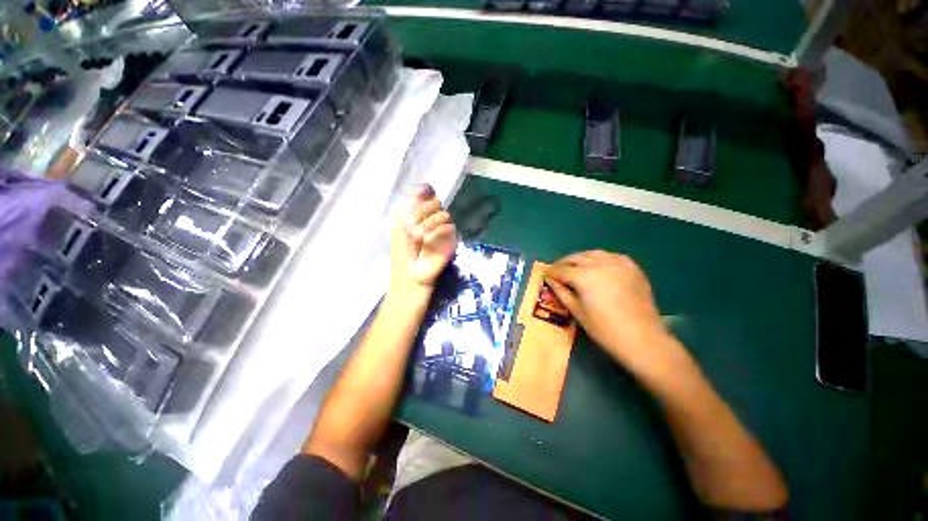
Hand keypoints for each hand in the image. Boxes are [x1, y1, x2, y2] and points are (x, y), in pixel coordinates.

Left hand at [390, 184, 456, 289]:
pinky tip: (426, 243)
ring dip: (428, 225)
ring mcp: (444, 230)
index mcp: (422, 214)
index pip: (429, 195)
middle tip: (412, 226)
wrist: (409, 275)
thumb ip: (411, 205)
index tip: (416, 202)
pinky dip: (435, 234)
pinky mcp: (451, 241)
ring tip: (418, 238)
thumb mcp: (399, 224)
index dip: (424, 196)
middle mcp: (435, 219)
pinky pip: (449, 228)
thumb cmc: (402, 251)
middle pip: (437, 202)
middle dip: (423, 212)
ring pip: (444, 214)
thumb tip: (421, 186)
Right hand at [545, 250, 687, 377]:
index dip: (551, 272)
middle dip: (563, 263)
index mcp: (584, 276)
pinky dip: (599, 258)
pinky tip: (596, 266)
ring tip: (574, 266)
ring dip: (580, 258)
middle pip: (576, 257)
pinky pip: (610, 256)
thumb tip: (550, 280)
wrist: (643, 338)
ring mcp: (618, 263)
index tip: (545, 275)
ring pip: (593, 253)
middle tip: (557, 271)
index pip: (562, 269)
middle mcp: (600, 264)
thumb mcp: (577, 311)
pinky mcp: (632, 267)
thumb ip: (561, 292)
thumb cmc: (604, 329)